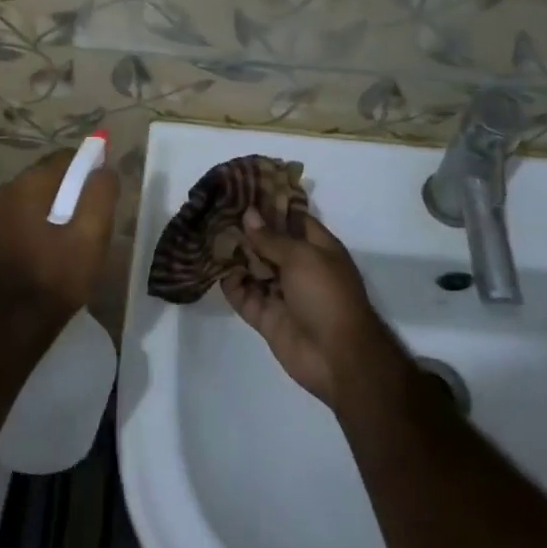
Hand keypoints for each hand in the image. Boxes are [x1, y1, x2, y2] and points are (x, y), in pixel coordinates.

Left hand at [0, 147, 117, 328]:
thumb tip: (104, 170)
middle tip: (95, 224)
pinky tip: (59, 248)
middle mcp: (8, 188)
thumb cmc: (57, 275)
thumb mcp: (92, 234)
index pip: (69, 158)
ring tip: (79, 240)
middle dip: (77, 191)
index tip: (106, 200)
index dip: (92, 173)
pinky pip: (31, 212)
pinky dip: (48, 221)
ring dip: (63, 208)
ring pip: (43, 196)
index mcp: (28, 182)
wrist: (15, 324)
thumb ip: (101, 193)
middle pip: (55, 175)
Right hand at [222, 210, 406, 408]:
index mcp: (317, 248)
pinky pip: (244, 296)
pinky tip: (212, 267)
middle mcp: (299, 268)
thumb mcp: (302, 257)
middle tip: (216, 210)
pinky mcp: (267, 317)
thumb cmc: (327, 295)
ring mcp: (282, 294)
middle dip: (246, 229)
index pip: (292, 219)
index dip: (270, 205)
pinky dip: (231, 284)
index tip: (243, 190)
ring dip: (235, 255)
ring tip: (207, 234)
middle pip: (269, 243)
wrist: (338, 358)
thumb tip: (249, 214)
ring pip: (253, 269)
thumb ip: (271, 237)